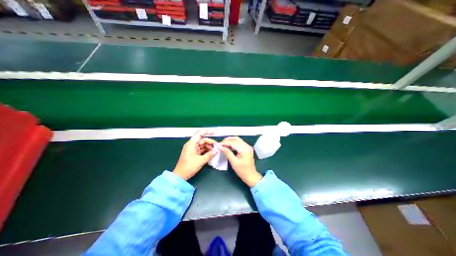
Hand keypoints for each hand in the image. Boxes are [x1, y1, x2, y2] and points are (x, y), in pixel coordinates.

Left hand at [174, 131, 217, 180]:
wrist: (180, 176)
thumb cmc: (189, 167)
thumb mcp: (201, 161)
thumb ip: (210, 155)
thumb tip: (217, 150)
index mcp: (191, 144)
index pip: (199, 134)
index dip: (207, 132)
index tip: (214, 133)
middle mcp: (191, 145)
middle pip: (202, 140)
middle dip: (210, 142)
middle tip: (217, 146)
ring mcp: (192, 149)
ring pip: (202, 145)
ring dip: (208, 147)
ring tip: (215, 150)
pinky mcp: (193, 154)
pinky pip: (201, 149)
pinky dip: (206, 150)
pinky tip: (211, 153)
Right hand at [219, 136, 261, 187]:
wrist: (251, 176)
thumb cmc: (242, 171)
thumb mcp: (234, 162)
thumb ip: (227, 153)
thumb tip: (220, 147)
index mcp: (245, 149)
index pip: (233, 142)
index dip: (225, 143)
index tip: (218, 145)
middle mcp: (247, 146)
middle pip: (236, 139)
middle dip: (227, 140)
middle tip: (220, 144)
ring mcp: (247, 147)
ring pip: (237, 140)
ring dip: (230, 141)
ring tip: (223, 145)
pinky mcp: (247, 148)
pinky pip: (239, 143)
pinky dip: (233, 144)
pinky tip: (228, 146)